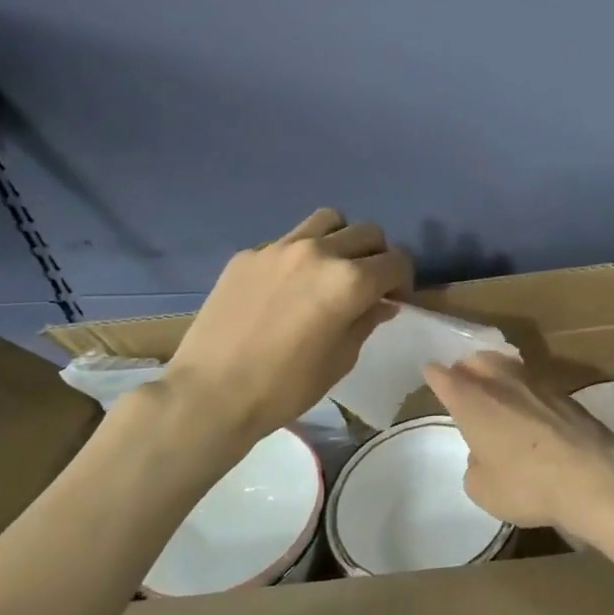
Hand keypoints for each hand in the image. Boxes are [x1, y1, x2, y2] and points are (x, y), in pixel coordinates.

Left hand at [164, 209, 411, 445]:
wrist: (210, 394)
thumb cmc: (285, 387)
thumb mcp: (341, 360)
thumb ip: (366, 321)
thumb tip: (381, 302)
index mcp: (349, 281)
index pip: (396, 261)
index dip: (403, 280)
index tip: (394, 299)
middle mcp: (319, 252)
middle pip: (368, 232)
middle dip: (377, 256)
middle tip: (367, 284)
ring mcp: (280, 248)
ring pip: (328, 220)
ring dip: (341, 240)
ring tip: (330, 268)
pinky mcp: (249, 254)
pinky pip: (287, 241)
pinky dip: (300, 255)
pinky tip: (285, 287)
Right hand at [423, 352, 613, 542]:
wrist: (592, 475)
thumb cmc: (527, 484)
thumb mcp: (483, 489)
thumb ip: (475, 464)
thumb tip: (484, 453)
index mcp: (472, 402)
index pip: (444, 377)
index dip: (435, 375)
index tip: (430, 374)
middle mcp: (500, 382)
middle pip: (477, 360)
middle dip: (465, 367)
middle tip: (462, 380)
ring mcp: (535, 382)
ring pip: (506, 365)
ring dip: (496, 372)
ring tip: (494, 387)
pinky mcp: (563, 393)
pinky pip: (532, 381)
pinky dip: (523, 388)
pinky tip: (527, 404)